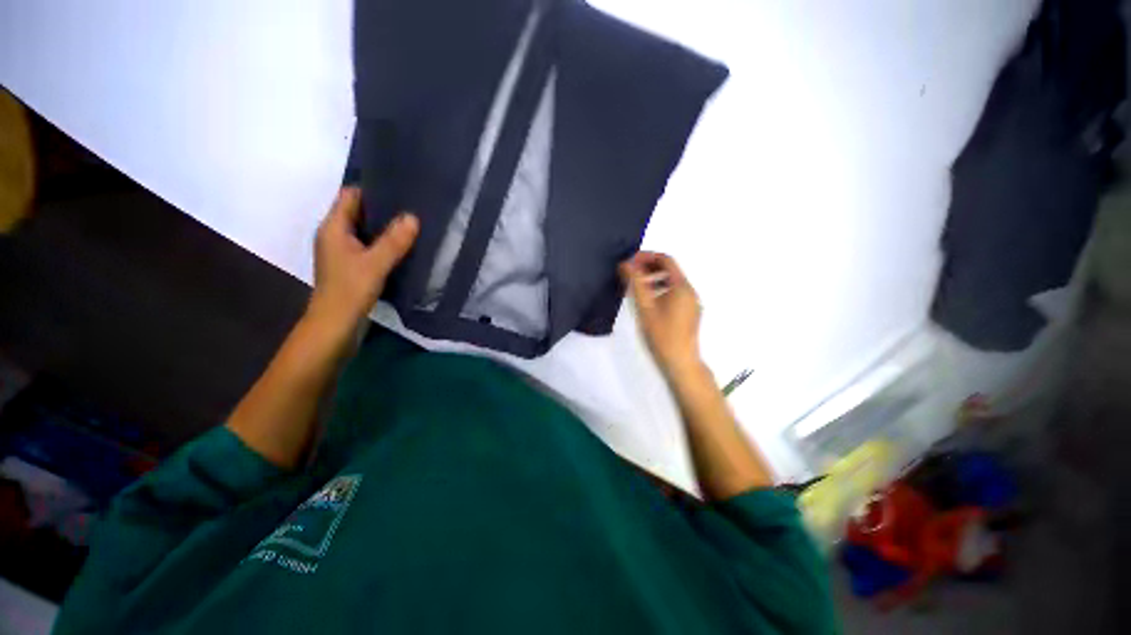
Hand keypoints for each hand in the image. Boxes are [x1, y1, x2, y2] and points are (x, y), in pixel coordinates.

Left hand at [308, 187, 418, 329]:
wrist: (335, 324)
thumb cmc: (350, 290)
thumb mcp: (376, 264)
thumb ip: (394, 241)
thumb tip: (413, 217)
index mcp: (333, 227)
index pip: (350, 195)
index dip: (372, 189)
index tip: (399, 189)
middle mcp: (335, 235)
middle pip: (358, 211)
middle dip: (383, 208)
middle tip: (411, 206)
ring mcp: (342, 251)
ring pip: (364, 229)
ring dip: (384, 227)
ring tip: (411, 224)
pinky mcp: (351, 265)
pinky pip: (368, 245)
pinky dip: (383, 243)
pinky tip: (402, 247)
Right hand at [620, 252, 701, 375]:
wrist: (680, 362)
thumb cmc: (661, 334)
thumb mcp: (644, 307)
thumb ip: (635, 283)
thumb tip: (625, 263)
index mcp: (681, 286)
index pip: (665, 260)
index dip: (646, 257)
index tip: (629, 262)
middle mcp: (690, 291)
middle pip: (670, 270)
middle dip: (649, 267)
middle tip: (630, 273)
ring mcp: (691, 303)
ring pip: (672, 283)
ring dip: (653, 279)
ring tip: (636, 287)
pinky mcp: (689, 314)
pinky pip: (674, 294)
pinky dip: (660, 290)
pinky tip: (648, 302)